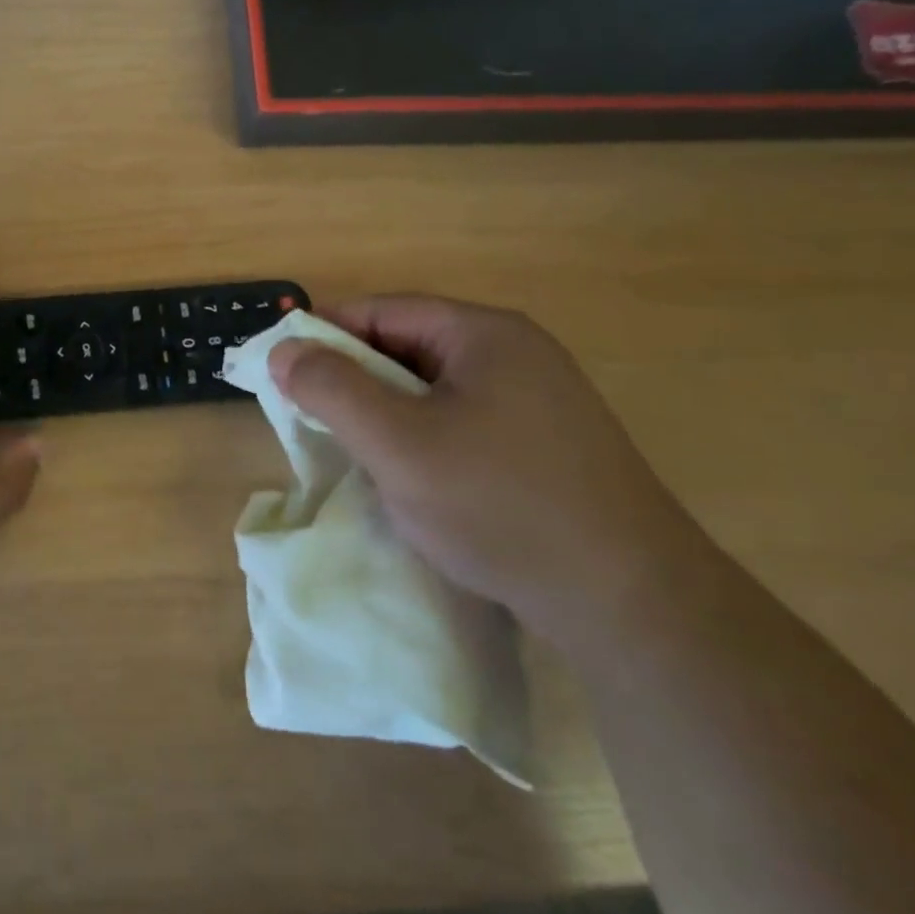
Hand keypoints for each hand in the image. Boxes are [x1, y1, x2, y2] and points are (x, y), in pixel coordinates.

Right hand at [268, 297, 710, 651]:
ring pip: (434, 389)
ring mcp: (538, 401)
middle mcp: (516, 354)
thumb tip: (284, 351)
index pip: (383, 311)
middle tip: (312, 418)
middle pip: (409, 347)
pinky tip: (411, 478)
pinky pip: (462, 422)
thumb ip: (332, 390)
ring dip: (386, 412)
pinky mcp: (546, 445)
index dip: (326, 335)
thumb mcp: (397, 444)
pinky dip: (422, 438)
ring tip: (356, 452)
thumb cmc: (499, 505)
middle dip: (355, 379)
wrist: (630, 602)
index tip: (283, 371)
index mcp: (484, 334)